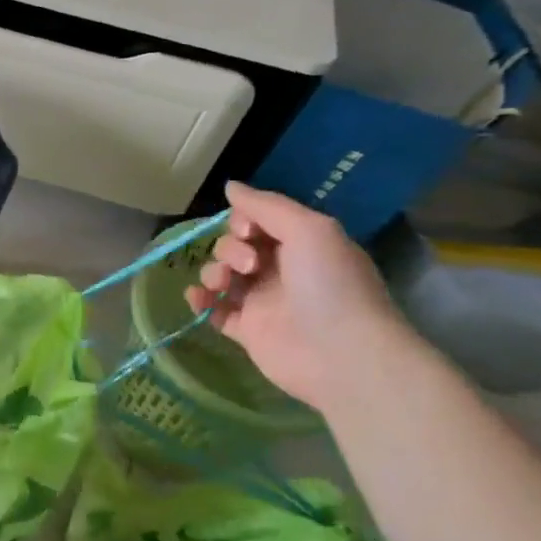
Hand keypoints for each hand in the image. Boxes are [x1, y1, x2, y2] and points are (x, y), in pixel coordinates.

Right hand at [184, 182, 409, 413]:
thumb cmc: (330, 285)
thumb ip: (266, 205)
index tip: (248, 232)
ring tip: (222, 285)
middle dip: (229, 249)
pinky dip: (201, 301)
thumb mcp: (308, 229)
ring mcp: (261, 301)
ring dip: (212, 271)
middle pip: (233, 245)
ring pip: (221, 275)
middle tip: (248, 266)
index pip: (256, 221)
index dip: (242, 221)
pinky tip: (197, 298)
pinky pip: (214, 309)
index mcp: (299, 244)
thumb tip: (229, 185)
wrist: (342, 355)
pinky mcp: (247, 330)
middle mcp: (279, 269)